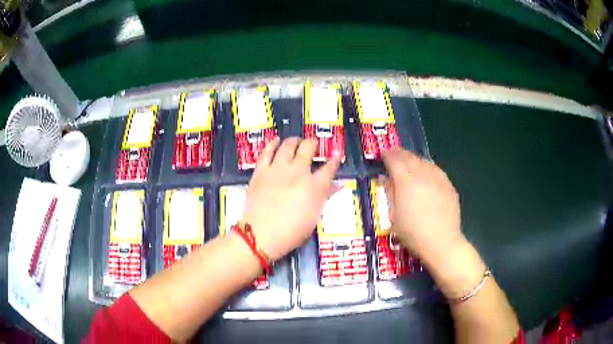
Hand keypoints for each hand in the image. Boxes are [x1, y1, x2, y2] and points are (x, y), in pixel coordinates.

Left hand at [241, 137, 340, 260]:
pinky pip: (267, 151)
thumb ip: (324, 197)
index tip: (336, 157)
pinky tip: (276, 140)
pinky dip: (272, 144)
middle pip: (308, 149)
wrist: (259, 236)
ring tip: (297, 141)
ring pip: (288, 145)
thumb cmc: (290, 233)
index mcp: (314, 187)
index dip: (334, 161)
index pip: (329, 168)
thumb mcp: (313, 218)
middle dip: (313, 144)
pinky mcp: (261, 171)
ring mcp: (278, 169)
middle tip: (314, 144)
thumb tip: (337, 185)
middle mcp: (297, 173)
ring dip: (295, 141)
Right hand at [381, 149, 464, 266]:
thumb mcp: (394, 216)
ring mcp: (438, 178)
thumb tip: (384, 179)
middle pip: (409, 157)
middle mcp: (423, 174)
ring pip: (424, 161)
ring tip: (409, 164)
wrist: (441, 242)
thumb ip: (389, 193)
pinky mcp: (448, 185)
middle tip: (393, 157)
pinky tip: (426, 175)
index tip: (382, 156)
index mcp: (406, 181)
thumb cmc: (413, 233)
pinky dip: (427, 168)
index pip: (394, 160)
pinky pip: (435, 170)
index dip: (387, 156)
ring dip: (414, 160)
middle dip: (399, 154)